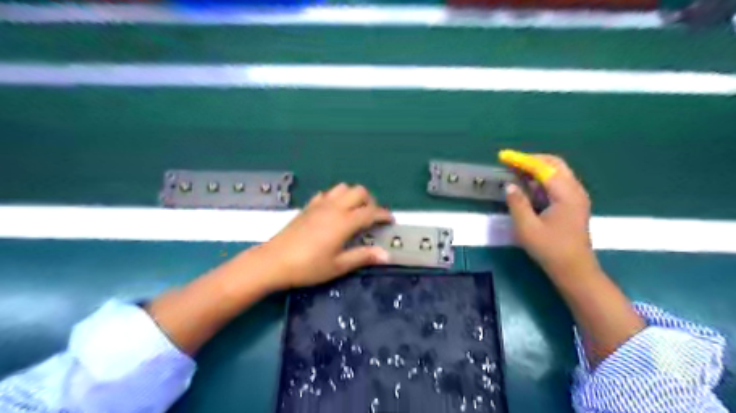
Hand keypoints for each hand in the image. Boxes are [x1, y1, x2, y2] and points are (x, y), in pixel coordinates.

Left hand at [257, 184, 393, 289]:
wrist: (274, 261)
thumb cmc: (308, 266)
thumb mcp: (338, 265)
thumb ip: (363, 256)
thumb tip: (387, 255)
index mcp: (345, 222)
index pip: (371, 212)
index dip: (384, 215)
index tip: (390, 221)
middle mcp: (335, 207)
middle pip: (359, 191)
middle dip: (370, 201)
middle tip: (370, 218)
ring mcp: (320, 204)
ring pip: (343, 188)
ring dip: (353, 196)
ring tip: (353, 213)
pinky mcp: (308, 206)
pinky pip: (327, 193)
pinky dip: (336, 198)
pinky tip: (333, 212)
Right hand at [500, 152, 595, 276]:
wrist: (574, 270)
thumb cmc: (550, 249)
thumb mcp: (527, 228)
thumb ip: (517, 203)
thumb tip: (509, 185)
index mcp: (566, 195)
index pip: (544, 168)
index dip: (523, 160)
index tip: (505, 157)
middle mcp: (575, 191)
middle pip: (555, 164)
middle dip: (532, 160)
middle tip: (511, 162)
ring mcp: (577, 197)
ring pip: (558, 172)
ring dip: (537, 169)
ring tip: (516, 171)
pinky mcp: (574, 204)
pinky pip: (558, 183)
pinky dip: (543, 179)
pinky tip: (529, 186)